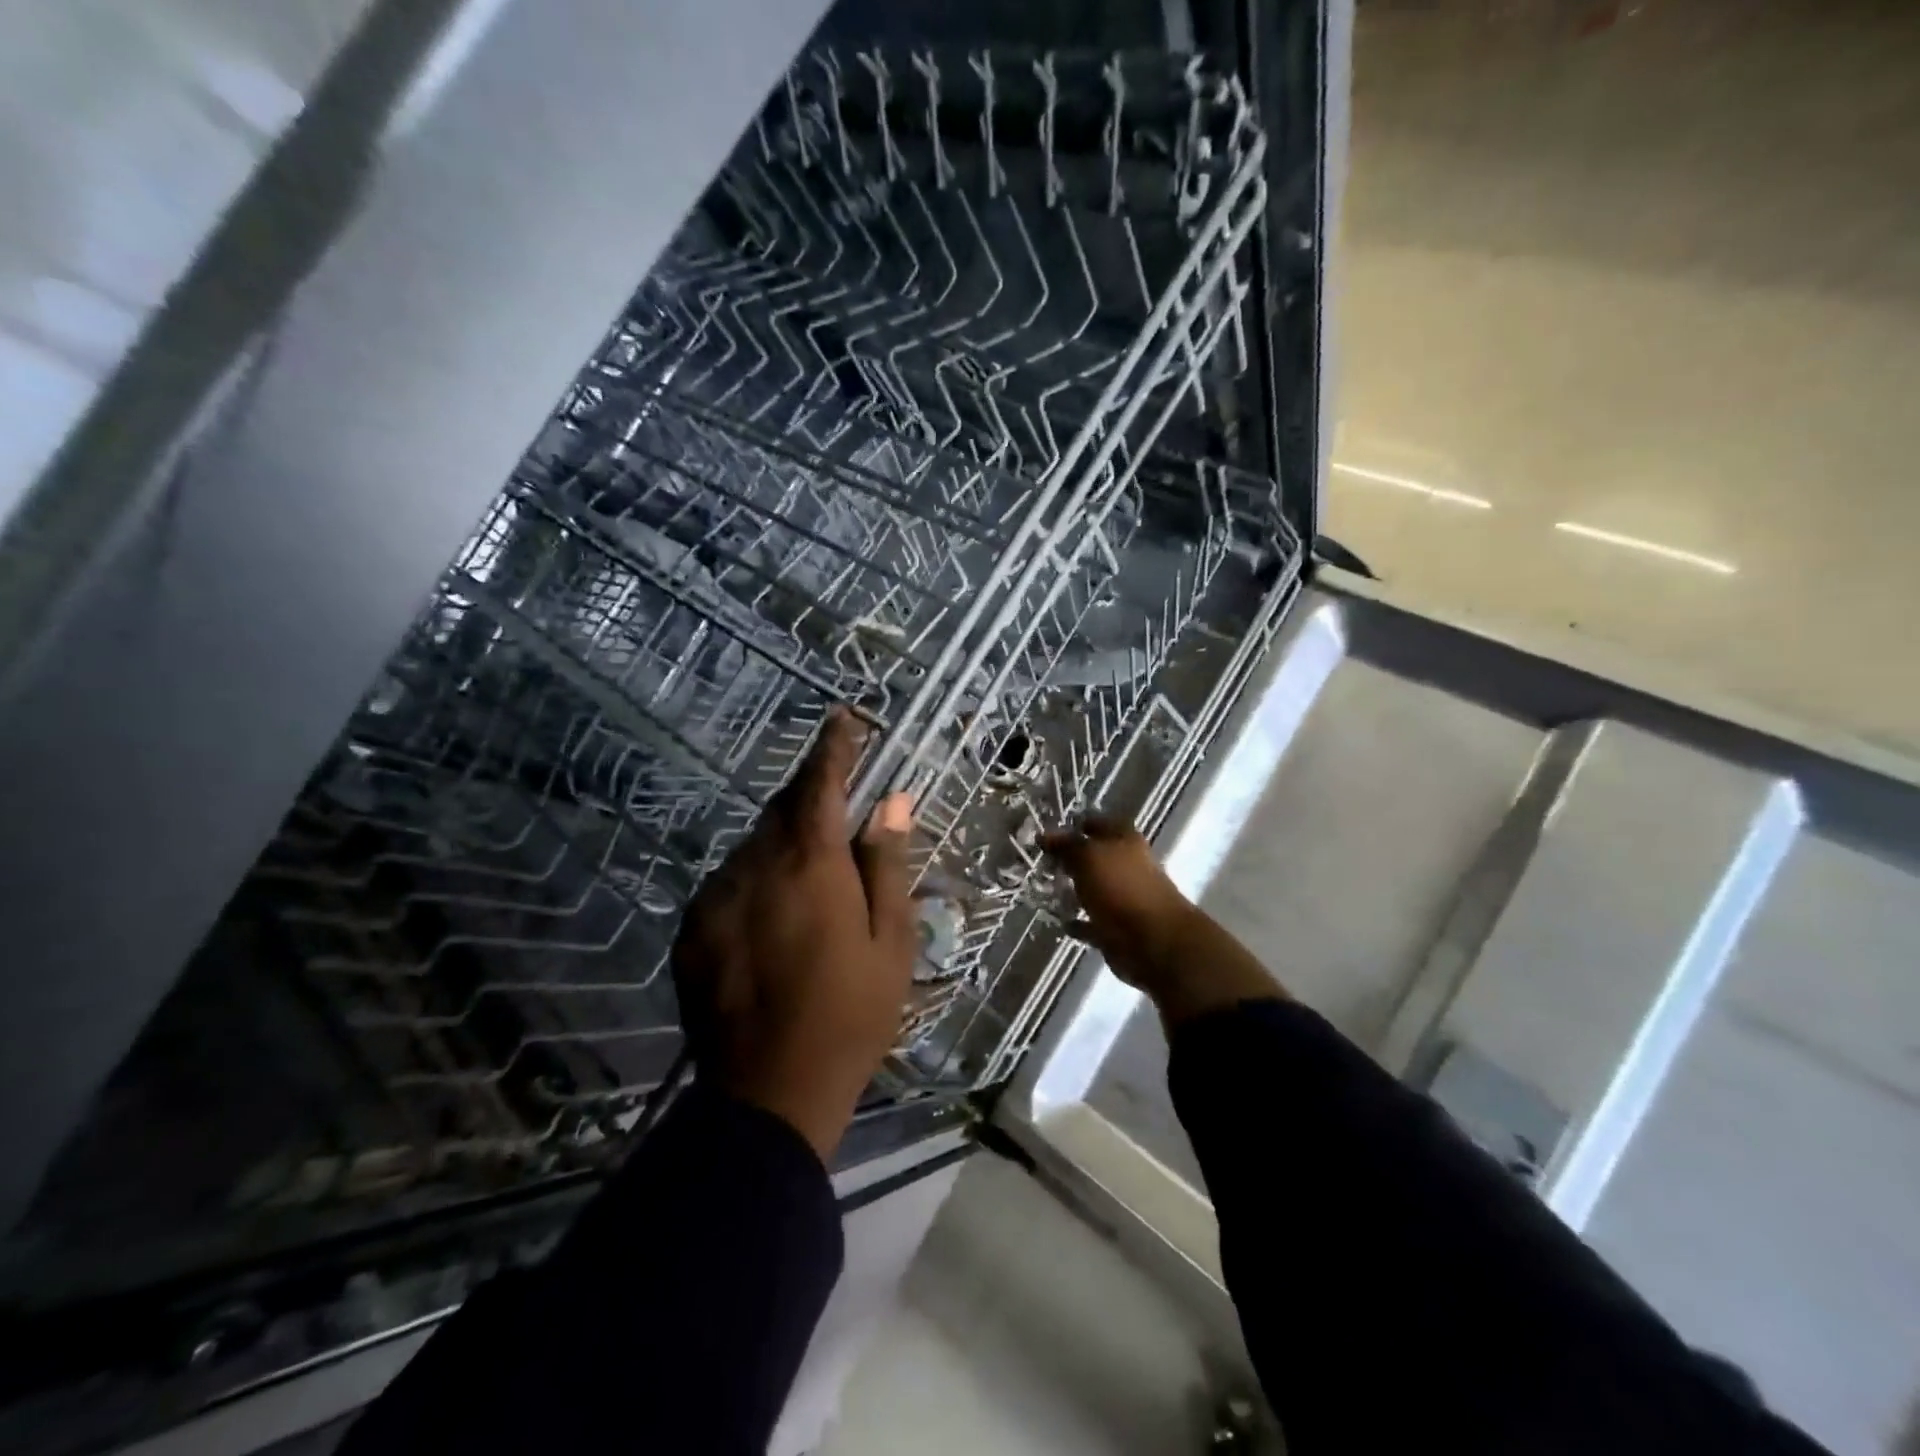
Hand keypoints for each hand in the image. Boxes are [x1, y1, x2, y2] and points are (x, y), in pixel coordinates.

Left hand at [672, 707, 916, 1158]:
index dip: (835, 747)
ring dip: (783, 845)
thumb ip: (887, 864)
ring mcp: (716, 897)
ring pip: (754, 846)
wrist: (770, 1094)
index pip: (821, 784)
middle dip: (811, 799)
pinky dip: (755, 881)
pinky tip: (773, 920)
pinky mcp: (692, 930)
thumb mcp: (891, 941)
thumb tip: (892, 801)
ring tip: (810, 883)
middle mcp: (755, 866)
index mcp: (811, 865)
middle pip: (783, 810)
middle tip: (838, 813)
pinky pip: (728, 883)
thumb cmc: (851, 1014)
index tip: (845, 718)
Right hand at [1038, 814, 1199, 992]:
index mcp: (1124, 840)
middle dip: (1070, 859)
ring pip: (1093, 888)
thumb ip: (1065, 845)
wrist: (1152, 941)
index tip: (1047, 832)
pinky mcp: (1117, 927)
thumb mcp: (1087, 857)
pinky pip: (1092, 920)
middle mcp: (1126, 865)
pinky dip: (1078, 921)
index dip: (1074, 825)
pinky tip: (1058, 919)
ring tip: (1043, 889)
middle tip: (1040, 861)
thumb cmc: (1120, 887)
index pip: (1097, 822)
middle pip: (1095, 856)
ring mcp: (1124, 897)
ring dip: (1072, 890)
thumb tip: (1043, 835)